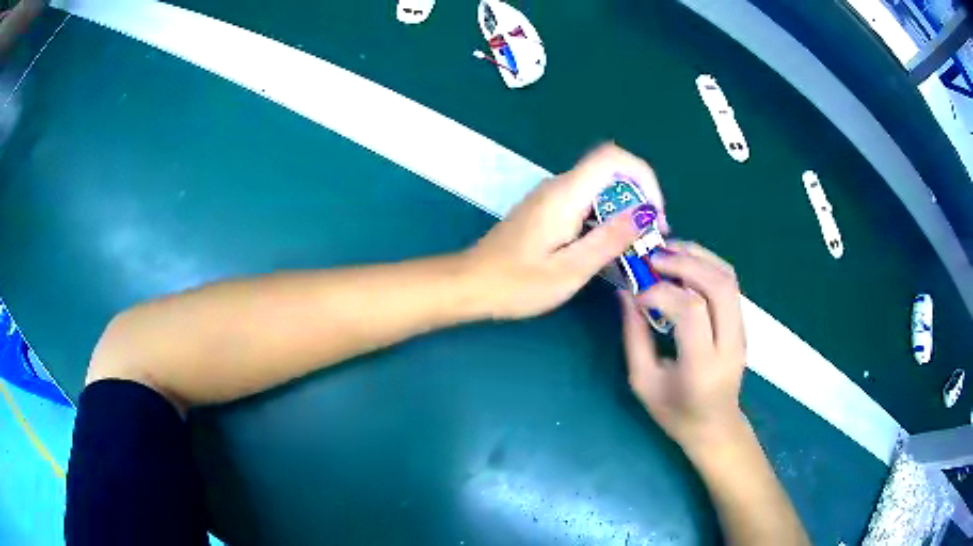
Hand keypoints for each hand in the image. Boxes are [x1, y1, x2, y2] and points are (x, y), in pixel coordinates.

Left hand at [465, 143, 666, 319]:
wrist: (470, 285)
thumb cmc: (516, 283)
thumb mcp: (570, 270)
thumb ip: (609, 239)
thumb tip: (644, 213)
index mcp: (565, 194)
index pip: (614, 158)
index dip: (644, 177)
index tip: (655, 215)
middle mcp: (558, 186)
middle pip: (611, 173)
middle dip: (640, 199)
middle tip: (650, 239)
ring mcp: (550, 197)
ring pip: (600, 188)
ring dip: (624, 211)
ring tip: (635, 247)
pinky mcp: (546, 210)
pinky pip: (586, 202)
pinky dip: (606, 218)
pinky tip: (608, 247)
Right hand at [620, 242, 747, 451]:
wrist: (715, 427)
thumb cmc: (675, 413)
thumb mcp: (643, 381)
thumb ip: (634, 336)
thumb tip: (626, 292)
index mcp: (702, 367)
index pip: (691, 311)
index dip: (662, 293)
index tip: (638, 294)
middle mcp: (729, 345)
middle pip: (718, 286)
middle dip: (685, 262)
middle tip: (653, 256)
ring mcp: (741, 332)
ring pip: (728, 279)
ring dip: (698, 257)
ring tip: (668, 251)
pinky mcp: (743, 324)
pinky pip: (729, 283)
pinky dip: (707, 265)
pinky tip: (685, 263)